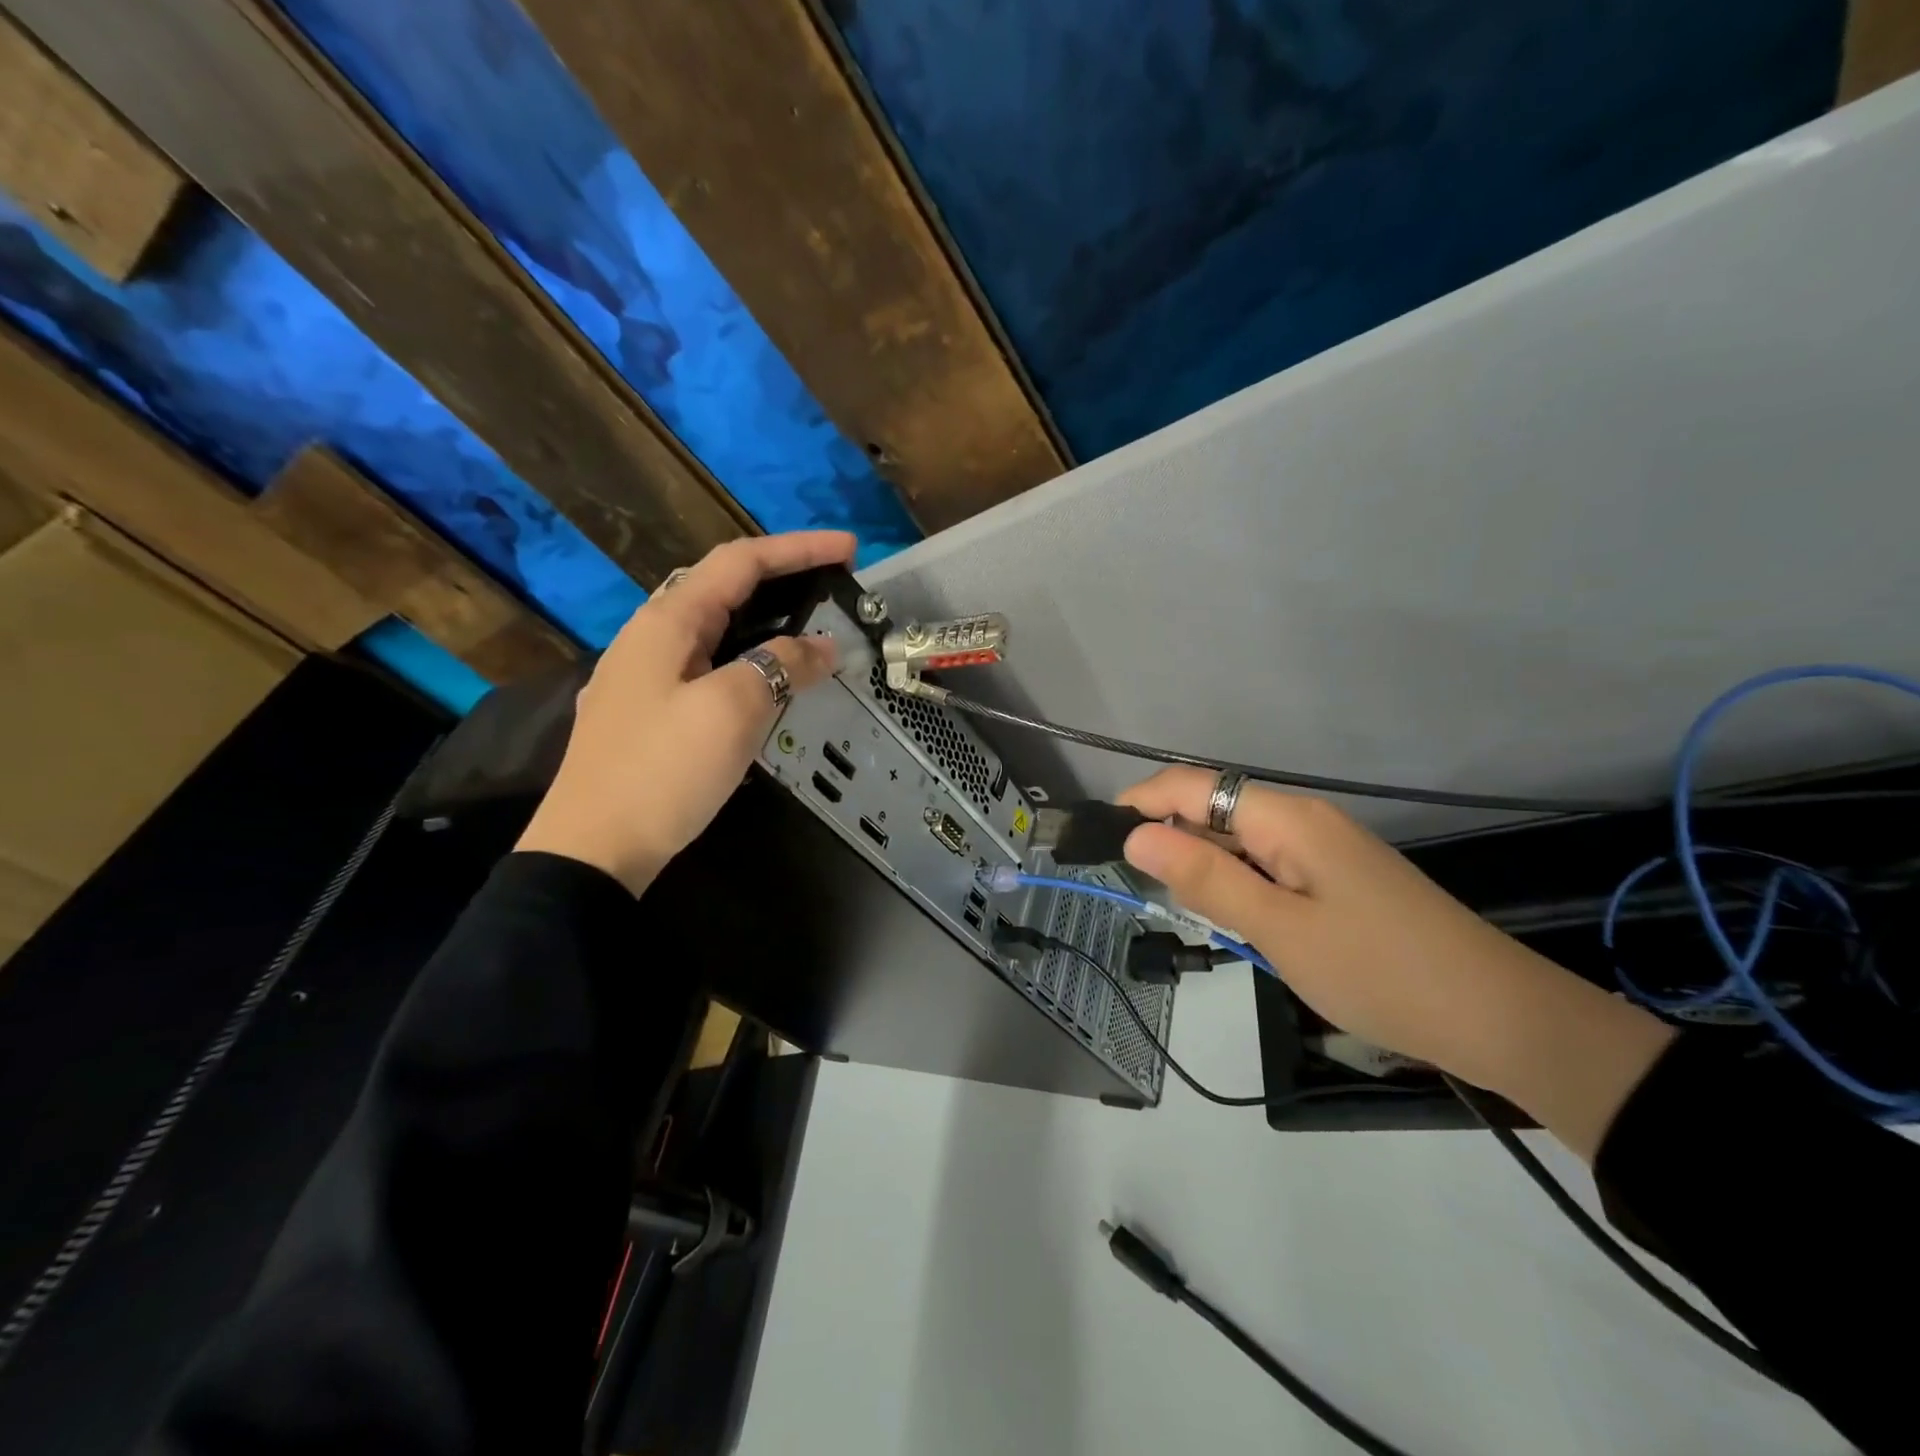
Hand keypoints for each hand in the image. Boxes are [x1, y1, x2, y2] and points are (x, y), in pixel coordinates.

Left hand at [515, 532, 854, 894]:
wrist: (595, 849)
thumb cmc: (664, 769)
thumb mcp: (733, 708)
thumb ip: (781, 665)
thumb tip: (822, 646)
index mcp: (667, 621)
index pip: (741, 562)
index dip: (799, 548)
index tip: (850, 550)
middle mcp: (651, 636)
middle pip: (724, 587)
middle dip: (783, 578)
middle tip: (835, 586)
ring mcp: (645, 675)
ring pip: (715, 628)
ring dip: (766, 620)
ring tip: (811, 627)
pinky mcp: (648, 711)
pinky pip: (707, 664)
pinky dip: (747, 657)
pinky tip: (766, 678)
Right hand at [1118, 768, 1673, 1157]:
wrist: (1499, 1017)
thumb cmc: (1379, 971)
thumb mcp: (1279, 930)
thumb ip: (1206, 879)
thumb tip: (1137, 836)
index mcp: (1288, 819)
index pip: (1195, 786)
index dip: (1142, 801)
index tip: (1102, 836)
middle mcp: (1303, 819)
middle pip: (1215, 806)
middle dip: (1167, 832)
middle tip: (1133, 882)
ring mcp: (1324, 848)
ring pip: (1239, 837)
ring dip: (1200, 859)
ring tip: (1172, 900)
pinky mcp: (1336, 877)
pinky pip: (1266, 862)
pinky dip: (1234, 879)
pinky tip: (1228, 913)